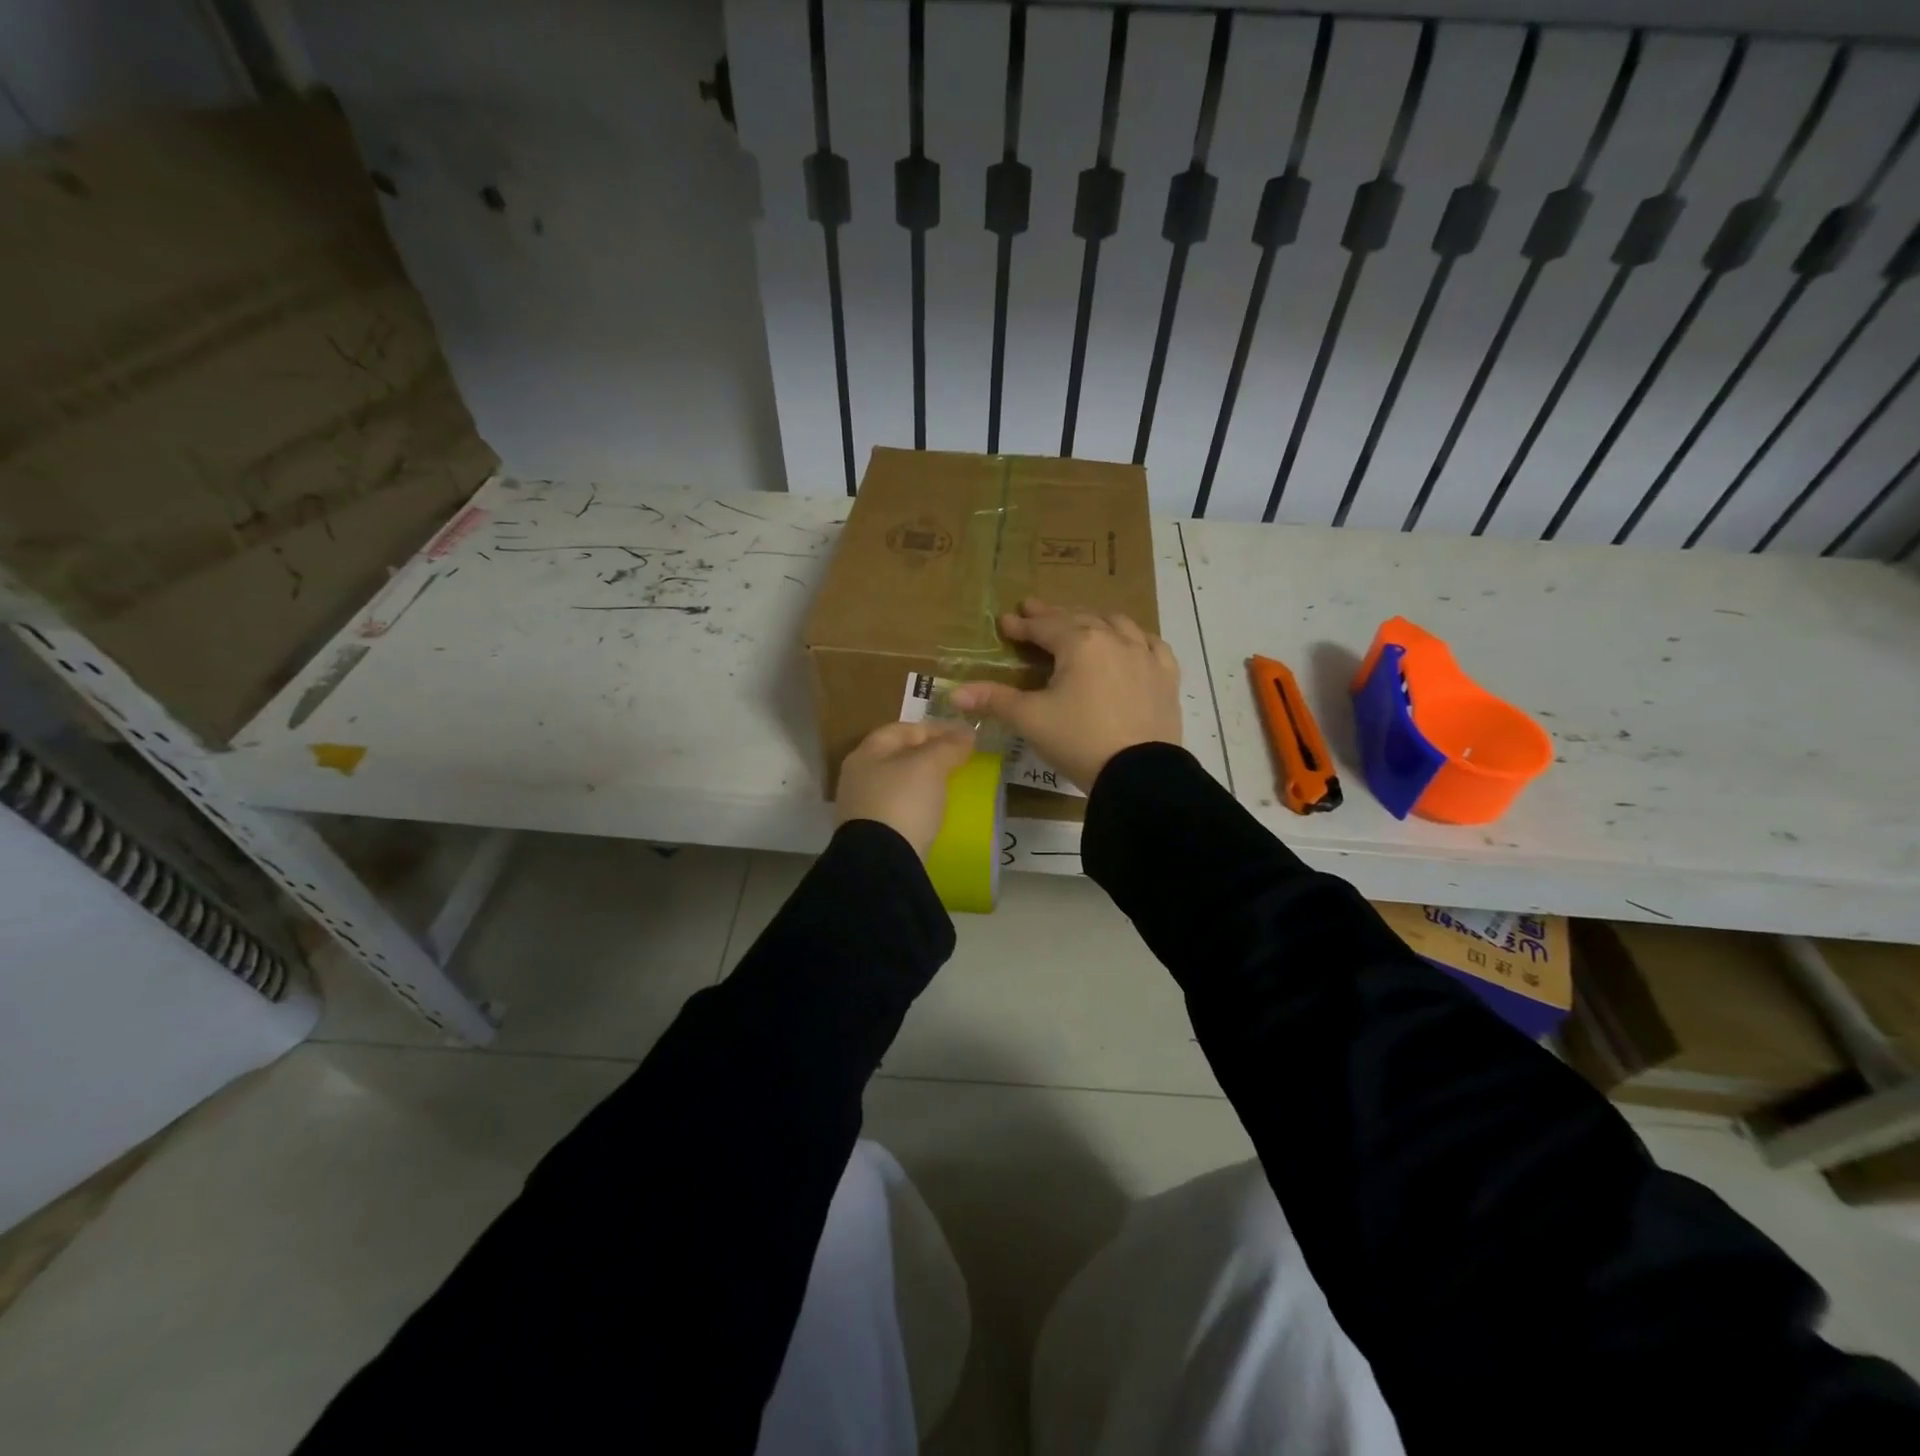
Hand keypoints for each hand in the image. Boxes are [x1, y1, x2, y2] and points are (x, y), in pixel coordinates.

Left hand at [835, 720, 977, 858]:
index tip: (964, 735)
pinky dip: (919, 805)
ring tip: (952, 785)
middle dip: (929, 755)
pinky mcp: (873, 834)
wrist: (882, 863)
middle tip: (960, 760)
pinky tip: (935, 811)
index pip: (902, 729)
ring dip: (924, 782)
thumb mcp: (930, 766)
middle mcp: (859, 776)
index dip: (934, 728)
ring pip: (899, 784)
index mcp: (866, 753)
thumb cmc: (903, 802)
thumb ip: (948, 746)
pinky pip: (900, 809)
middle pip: (898, 756)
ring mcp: (862, 807)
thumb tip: (966, 732)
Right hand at [950, 598, 1180, 791]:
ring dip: (1093, 619)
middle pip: (1079, 618)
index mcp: (1080, 644)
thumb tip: (954, 693)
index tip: (1006, 622)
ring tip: (1080, 622)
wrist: (1138, 773)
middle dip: (1054, 615)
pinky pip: (1152, 643)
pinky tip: (1132, 641)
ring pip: (1117, 623)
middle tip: (1034, 611)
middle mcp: (1114, 639)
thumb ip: (995, 700)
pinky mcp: (1166, 676)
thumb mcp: (1031, 720)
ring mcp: (1145, 655)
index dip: (1022, 625)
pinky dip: (1135, 637)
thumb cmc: (1079, 741)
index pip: (1044, 627)